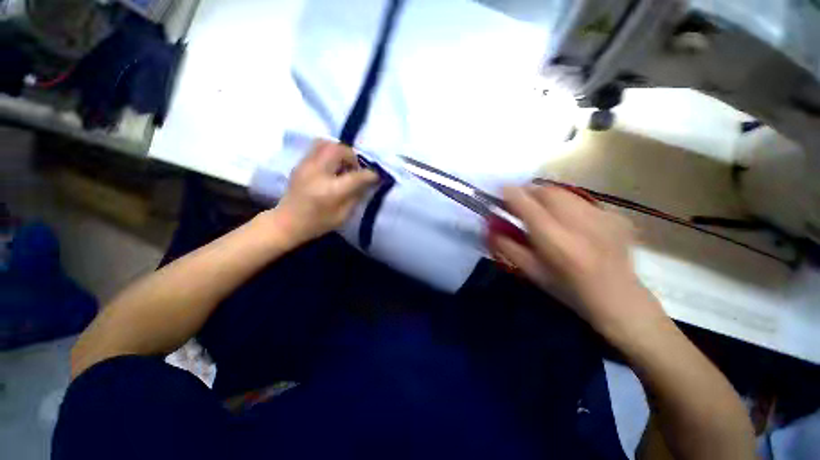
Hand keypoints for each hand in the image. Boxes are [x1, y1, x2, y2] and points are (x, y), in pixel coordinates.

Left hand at [272, 140, 378, 244]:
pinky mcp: (300, 164)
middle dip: (352, 156)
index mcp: (331, 190)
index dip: (369, 174)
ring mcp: (306, 165)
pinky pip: (317, 148)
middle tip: (355, 168)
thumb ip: (356, 196)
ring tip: (343, 165)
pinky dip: (329, 152)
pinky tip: (331, 167)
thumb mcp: (343, 215)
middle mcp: (318, 173)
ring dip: (340, 151)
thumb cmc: (317, 223)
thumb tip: (367, 182)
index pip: (356, 176)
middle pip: (338, 150)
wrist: (287, 222)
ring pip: (326, 143)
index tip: (376, 176)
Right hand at [490, 185, 665, 339]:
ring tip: (543, 209)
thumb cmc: (568, 289)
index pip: (527, 205)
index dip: (511, 193)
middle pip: (547, 191)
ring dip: (547, 196)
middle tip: (522, 201)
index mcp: (555, 241)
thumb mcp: (531, 272)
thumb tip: (490, 228)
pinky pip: (581, 200)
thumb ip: (507, 247)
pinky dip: (567, 204)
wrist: (618, 298)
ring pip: (564, 193)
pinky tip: (569, 220)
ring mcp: (601, 217)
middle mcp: (578, 223)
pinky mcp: (614, 215)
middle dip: (529, 192)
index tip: (501, 190)